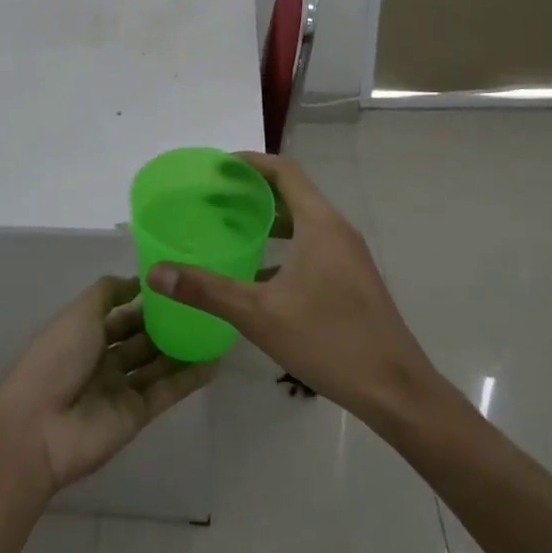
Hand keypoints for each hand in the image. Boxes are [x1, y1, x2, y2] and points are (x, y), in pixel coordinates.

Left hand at [0, 277, 213, 491]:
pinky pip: (167, 391)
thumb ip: (107, 293)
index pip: (121, 313)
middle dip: (167, 322)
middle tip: (203, 303)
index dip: (145, 300)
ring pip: (158, 363)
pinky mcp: (137, 414)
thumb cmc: (55, 360)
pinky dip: (189, 377)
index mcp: (85, 333)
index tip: (176, 283)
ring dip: (183, 348)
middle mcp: (104, 359)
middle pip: (141, 337)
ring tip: (216, 327)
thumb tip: (136, 280)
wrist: (38, 429)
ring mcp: (121, 388)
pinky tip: (215, 361)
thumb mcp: (78, 313)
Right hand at [147, 153, 434, 427]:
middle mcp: (338, 230)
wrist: (396, 390)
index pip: (285, 171)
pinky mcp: (353, 279)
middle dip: (255, 190)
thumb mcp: (258, 314)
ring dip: (271, 218)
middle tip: (216, 197)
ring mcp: (349, 256)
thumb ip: (206, 290)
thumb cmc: (328, 340)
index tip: (218, 167)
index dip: (251, 162)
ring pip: (306, 221)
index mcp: (320, 224)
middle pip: (295, 192)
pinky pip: (315, 244)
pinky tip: (260, 272)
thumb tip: (155, 273)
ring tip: (233, 227)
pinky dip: (286, 243)